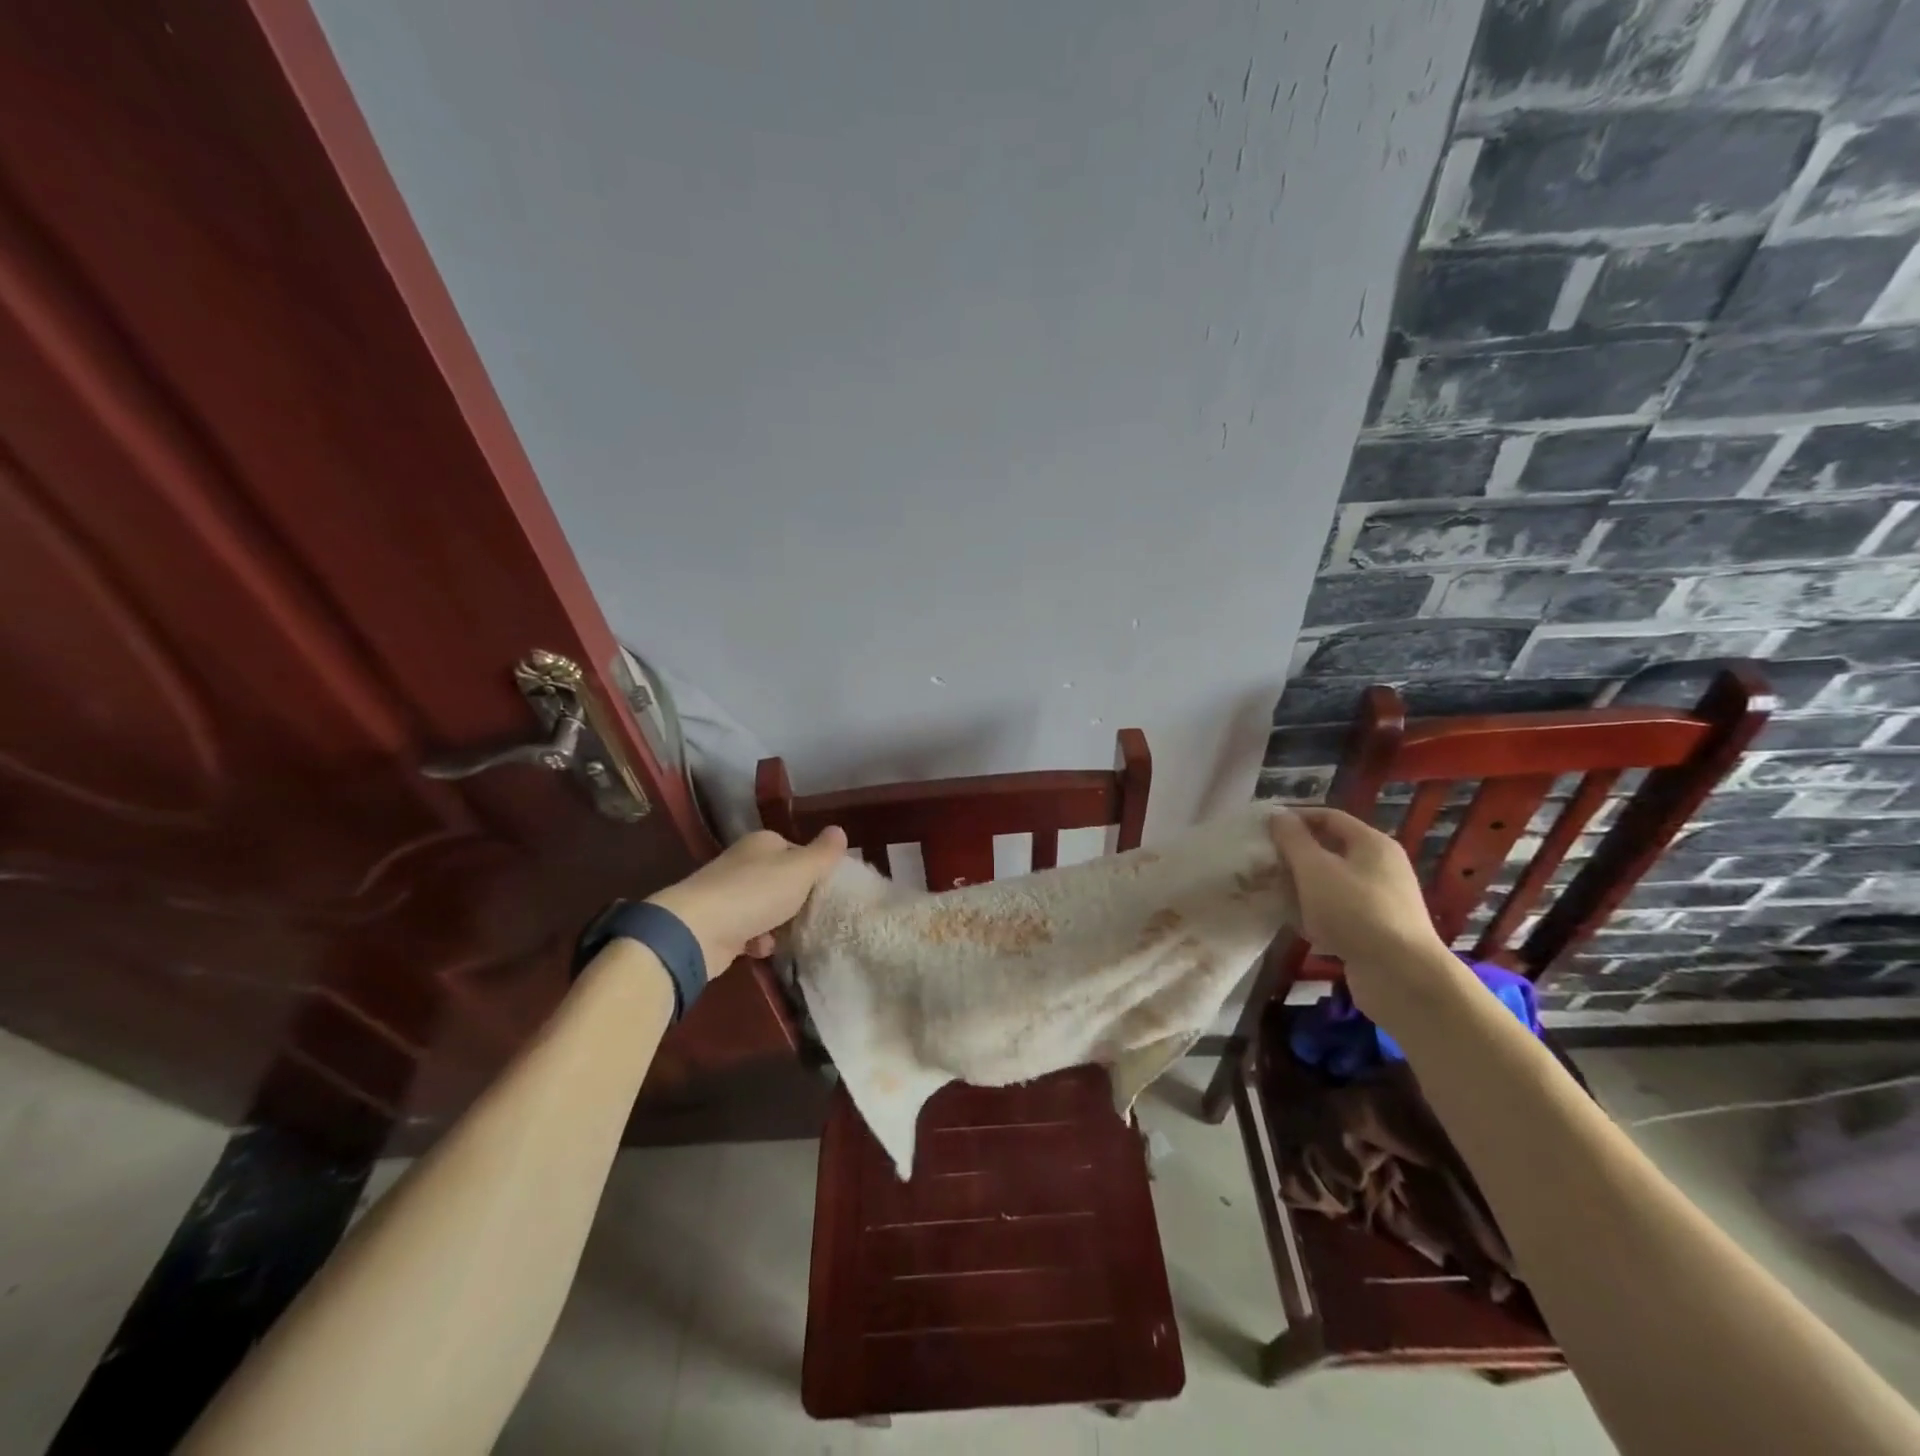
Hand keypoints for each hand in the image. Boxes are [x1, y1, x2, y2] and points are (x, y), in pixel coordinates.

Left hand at [646, 826, 847, 973]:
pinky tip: (762, 949)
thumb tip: (839, 830)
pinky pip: (748, 931)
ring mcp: (728, 894)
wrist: (696, 931)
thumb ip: (823, 853)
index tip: (828, 889)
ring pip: (766, 907)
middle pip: (782, 880)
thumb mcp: (800, 870)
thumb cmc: (755, 893)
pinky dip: (758, 941)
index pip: (797, 850)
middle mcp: (744, 863)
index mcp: (763, 843)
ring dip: (779, 923)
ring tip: (791, 935)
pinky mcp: (718, 924)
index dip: (814, 869)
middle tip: (815, 915)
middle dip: (797, 900)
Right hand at [1268, 807, 1457, 1019]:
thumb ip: (1293, 840)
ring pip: (1332, 883)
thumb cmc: (1355, 911)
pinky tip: (1295, 924)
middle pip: (1331, 850)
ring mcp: (1381, 900)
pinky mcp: (1377, 930)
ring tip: (1271, 893)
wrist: (1402, 977)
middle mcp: (1381, 866)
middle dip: (1295, 855)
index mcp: (1372, 843)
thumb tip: (1278, 816)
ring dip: (1302, 886)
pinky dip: (1316, 913)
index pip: (1329, 817)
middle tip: (1262, 863)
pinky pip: (1339, 911)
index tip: (1263, 828)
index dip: (1295, 818)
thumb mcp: (1315, 869)